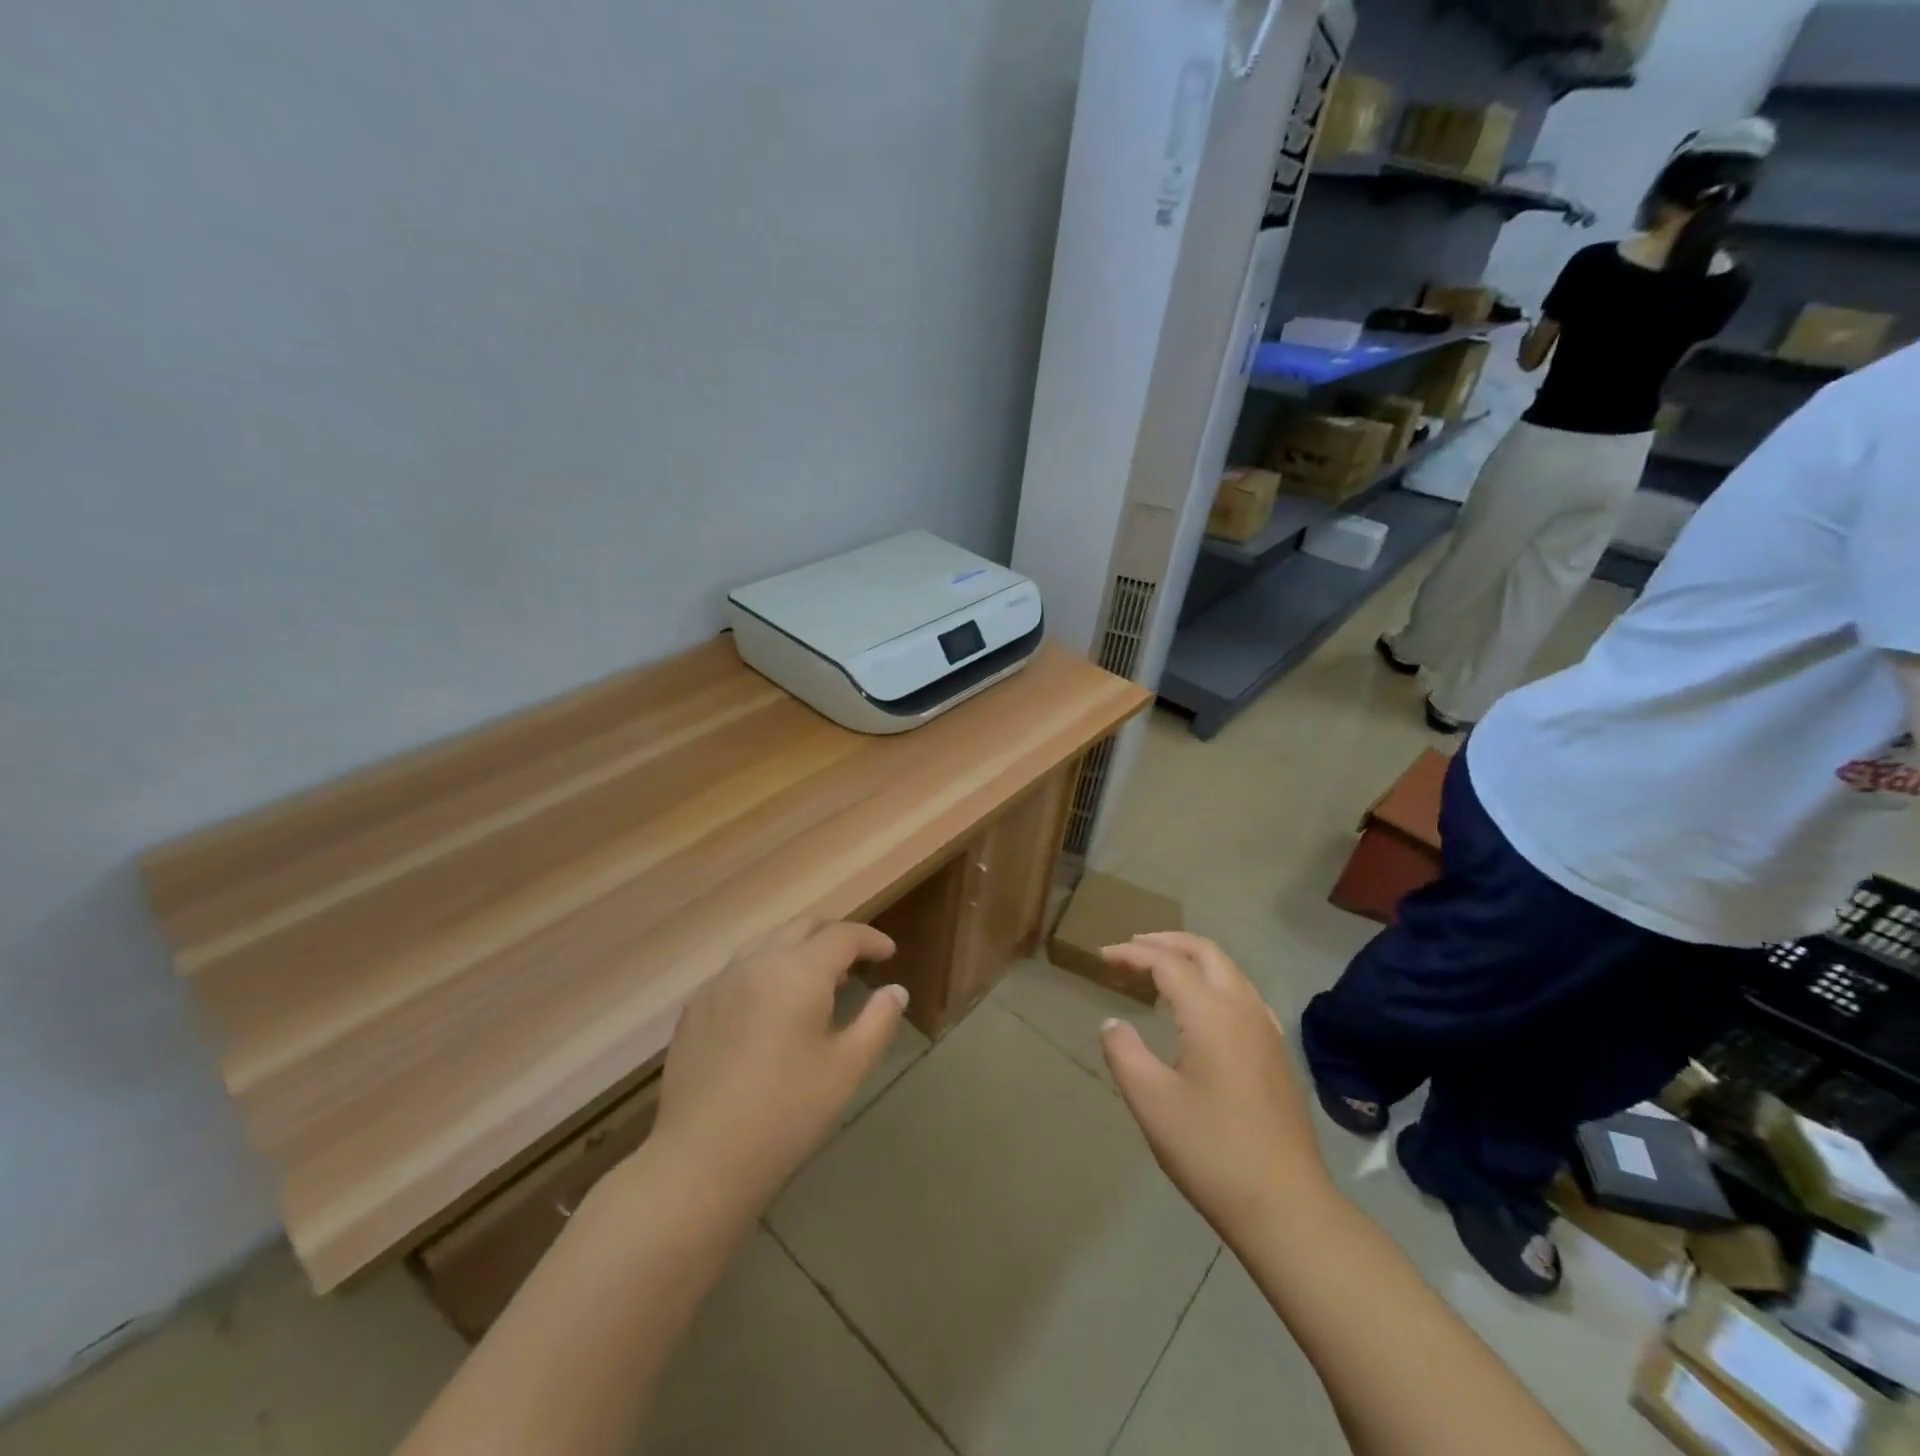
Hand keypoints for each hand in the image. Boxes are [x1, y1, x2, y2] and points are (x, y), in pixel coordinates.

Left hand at [650, 918, 906, 1207]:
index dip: (870, 939)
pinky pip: (738, 970)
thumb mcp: (848, 1068)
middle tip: (856, 959)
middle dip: (834, 935)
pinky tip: (770, 1007)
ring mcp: (719, 983)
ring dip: (798, 949)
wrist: (701, 1161)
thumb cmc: (787, 1113)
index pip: (842, 936)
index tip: (888, 953)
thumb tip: (896, 990)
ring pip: (766, 943)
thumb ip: (878, 1021)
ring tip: (816, 980)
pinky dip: (766, 970)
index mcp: (798, 971)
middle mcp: (757, 963)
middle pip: (802, 927)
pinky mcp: (695, 1009)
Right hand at [1099, 932, 1333, 1238]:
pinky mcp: (1278, 1054)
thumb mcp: (1151, 1101)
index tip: (1102, 957)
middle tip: (1132, 948)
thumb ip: (1124, 1052)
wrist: (1286, 1207)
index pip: (1167, 963)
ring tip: (1161, 970)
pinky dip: (1214, 982)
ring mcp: (1267, 1031)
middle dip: (1166, 941)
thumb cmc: (1211, 1151)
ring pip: (1229, 971)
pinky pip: (1244, 995)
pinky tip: (1203, 1007)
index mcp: (1211, 1014)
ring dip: (1192, 959)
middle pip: (1205, 952)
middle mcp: (1244, 1009)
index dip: (1132, 953)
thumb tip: (1112, 1022)